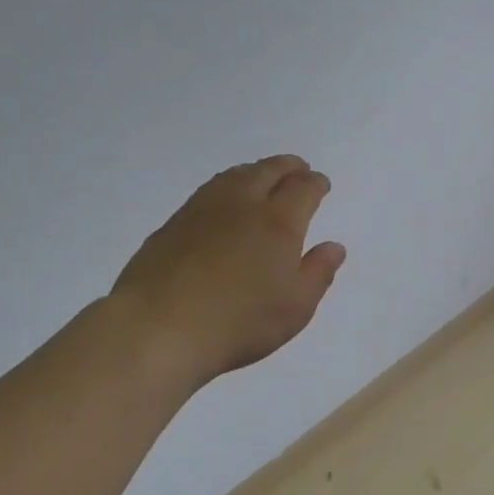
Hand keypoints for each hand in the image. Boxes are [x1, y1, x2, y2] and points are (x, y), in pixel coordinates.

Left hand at [108, 156, 345, 388]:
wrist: (159, 327)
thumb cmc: (239, 322)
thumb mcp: (295, 307)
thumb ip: (318, 273)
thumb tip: (333, 246)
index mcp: (278, 222)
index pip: (303, 189)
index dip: (315, 183)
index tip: (321, 183)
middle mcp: (243, 204)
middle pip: (268, 171)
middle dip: (288, 167)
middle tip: (298, 168)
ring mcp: (203, 210)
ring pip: (235, 176)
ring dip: (255, 170)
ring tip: (262, 175)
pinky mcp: (173, 223)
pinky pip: (208, 190)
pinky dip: (226, 185)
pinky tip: (223, 199)